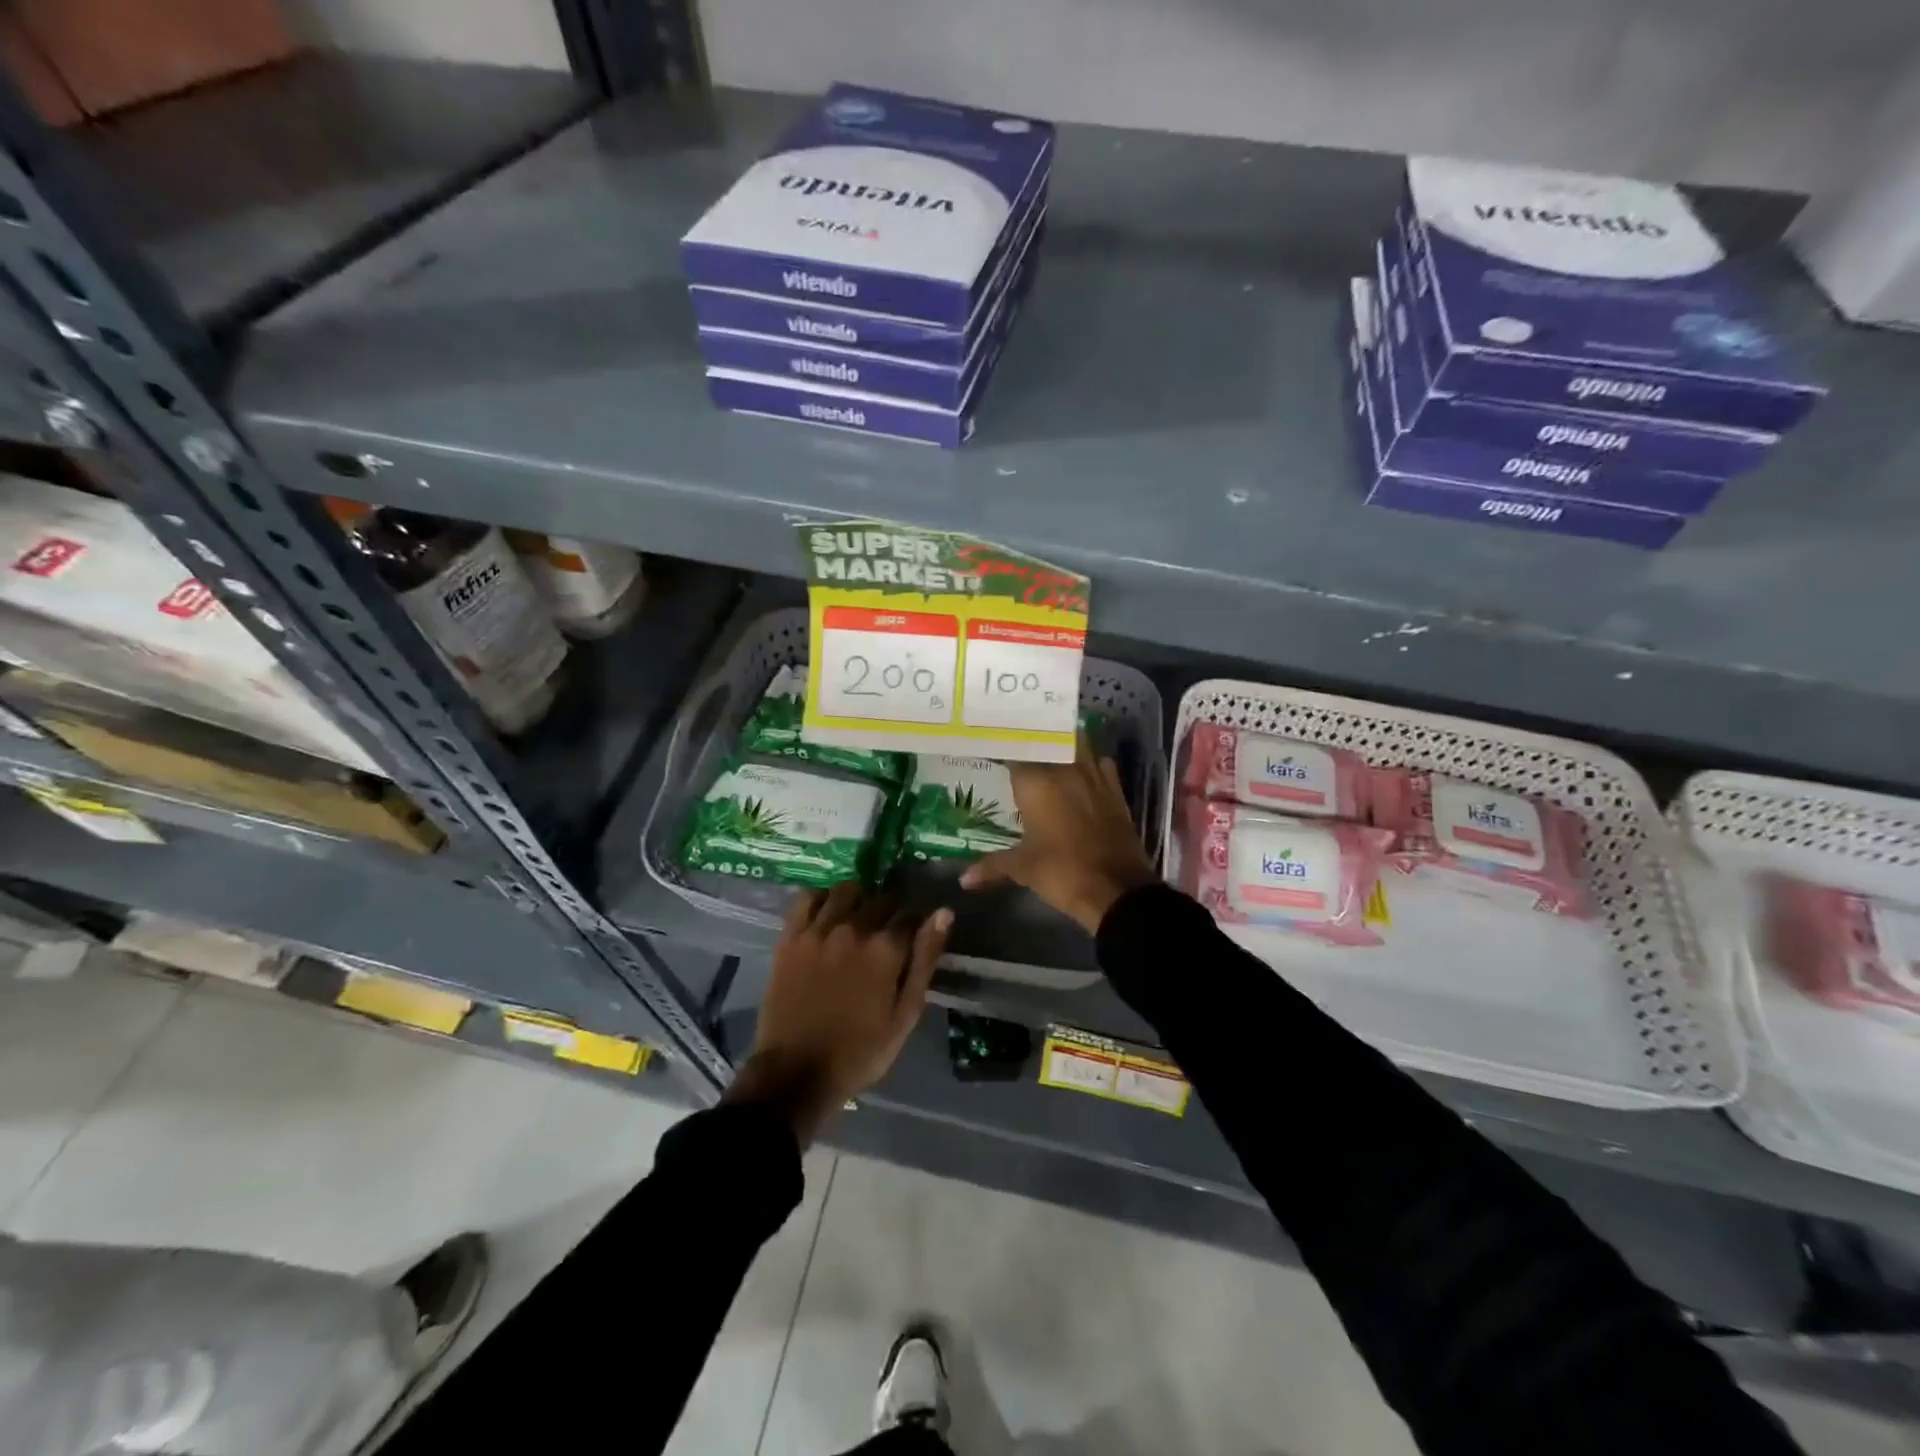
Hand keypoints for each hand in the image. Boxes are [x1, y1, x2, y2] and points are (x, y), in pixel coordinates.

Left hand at [725, 884, 951, 1142]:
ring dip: (859, 898)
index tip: (914, 932)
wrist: (796, 1073)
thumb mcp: (905, 1014)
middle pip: (880, 898)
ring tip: (859, 916)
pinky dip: (822, 897)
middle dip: (890, 909)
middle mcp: (853, 928)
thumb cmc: (860, 1051)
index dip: (916, 921)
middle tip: (887, 930)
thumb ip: (925, 960)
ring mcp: (818, 930)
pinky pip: (807, 898)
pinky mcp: (790, 937)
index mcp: (885, 950)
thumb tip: (943, 913)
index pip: (910, 914)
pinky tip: (827, 912)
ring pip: (846, 890)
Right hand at [960, 737, 1158, 933]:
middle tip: (1016, 747)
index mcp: (1036, 783)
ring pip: (1076, 746)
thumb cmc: (1062, 873)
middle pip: (1046, 743)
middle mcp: (1065, 770)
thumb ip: (992, 866)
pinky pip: (1101, 763)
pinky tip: (1081, 771)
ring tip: (1047, 751)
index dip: (1003, 749)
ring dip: (1063, 746)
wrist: (1117, 890)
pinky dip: (1090, 761)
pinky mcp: (1115, 791)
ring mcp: (1094, 777)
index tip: (991, 748)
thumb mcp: (1023, 868)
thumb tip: (963, 880)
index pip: (1014, 752)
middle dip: (1032, 744)